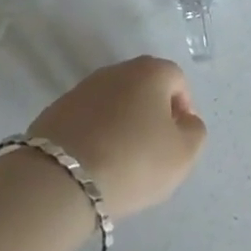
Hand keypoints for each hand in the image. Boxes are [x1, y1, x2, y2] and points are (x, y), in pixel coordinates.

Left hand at [28, 56, 206, 218]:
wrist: (61, 179)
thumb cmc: (134, 161)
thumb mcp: (183, 154)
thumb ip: (195, 132)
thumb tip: (184, 121)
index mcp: (151, 71)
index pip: (177, 80)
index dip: (184, 109)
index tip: (178, 141)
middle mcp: (116, 70)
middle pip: (144, 88)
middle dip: (152, 115)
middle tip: (152, 151)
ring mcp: (82, 88)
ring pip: (114, 103)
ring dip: (122, 124)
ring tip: (121, 161)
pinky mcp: (56, 110)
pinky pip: (87, 119)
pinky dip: (95, 135)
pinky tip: (94, 163)